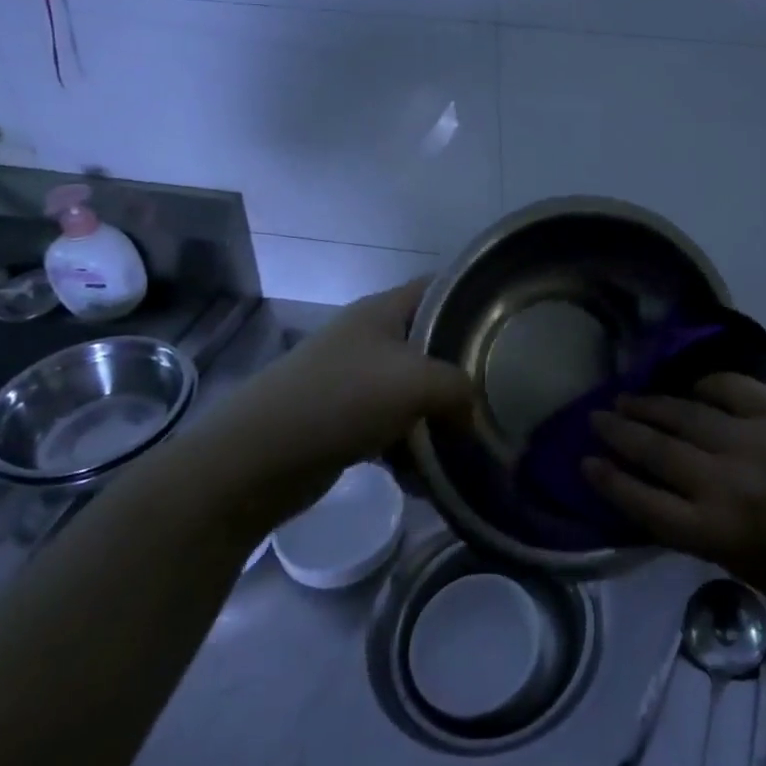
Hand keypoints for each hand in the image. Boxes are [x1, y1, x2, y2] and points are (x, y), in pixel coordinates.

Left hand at [183, 279, 471, 521]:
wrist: (256, 459)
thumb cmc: (341, 399)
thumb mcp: (416, 382)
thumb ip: (460, 388)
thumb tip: (474, 414)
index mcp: (383, 311)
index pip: (439, 288)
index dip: (473, 299)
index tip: (509, 327)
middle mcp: (369, 338)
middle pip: (430, 343)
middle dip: (462, 370)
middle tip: (499, 391)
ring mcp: (353, 379)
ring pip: (413, 390)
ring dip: (438, 417)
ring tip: (468, 443)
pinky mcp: (343, 419)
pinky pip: (391, 427)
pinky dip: (409, 448)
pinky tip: (426, 477)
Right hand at [583, 373, 765, 622]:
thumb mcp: (733, 563)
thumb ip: (689, 525)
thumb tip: (647, 486)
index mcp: (714, 532)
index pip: (642, 501)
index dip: (608, 480)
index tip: (585, 462)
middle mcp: (727, 483)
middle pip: (657, 450)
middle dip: (620, 432)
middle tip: (597, 418)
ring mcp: (755, 442)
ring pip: (686, 414)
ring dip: (651, 405)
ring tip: (627, 397)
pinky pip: (731, 387)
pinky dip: (705, 383)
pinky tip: (688, 385)